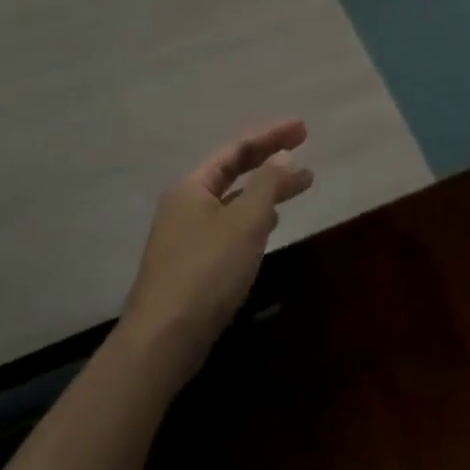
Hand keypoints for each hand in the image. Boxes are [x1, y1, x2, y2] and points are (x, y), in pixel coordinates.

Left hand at [120, 120, 313, 378]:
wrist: (163, 339)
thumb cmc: (207, 271)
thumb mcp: (245, 222)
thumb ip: (267, 184)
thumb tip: (283, 156)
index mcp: (193, 187)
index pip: (236, 149)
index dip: (271, 136)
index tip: (303, 129)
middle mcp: (186, 204)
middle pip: (233, 171)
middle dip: (270, 160)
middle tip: (305, 150)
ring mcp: (187, 235)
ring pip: (234, 200)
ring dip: (266, 190)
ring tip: (299, 186)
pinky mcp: (193, 263)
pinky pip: (230, 225)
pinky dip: (254, 217)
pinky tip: (271, 224)